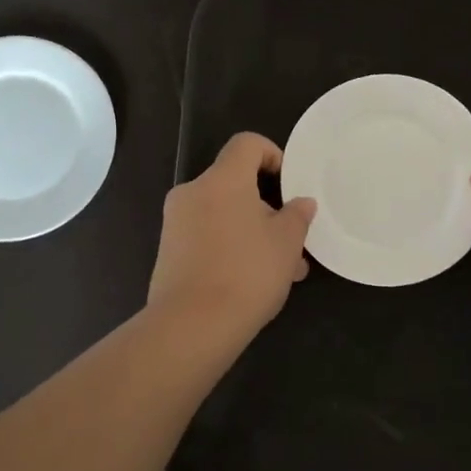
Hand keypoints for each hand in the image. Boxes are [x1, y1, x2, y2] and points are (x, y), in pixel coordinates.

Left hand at [148, 132, 316, 339]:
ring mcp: (176, 223)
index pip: (246, 144)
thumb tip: (301, 203)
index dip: (272, 154)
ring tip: (284, 270)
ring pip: (224, 215)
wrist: (191, 326)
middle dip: (268, 208)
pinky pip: (208, 236)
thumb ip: (297, 216)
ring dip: (254, 233)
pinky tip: (254, 282)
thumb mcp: (287, 244)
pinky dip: (231, 247)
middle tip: (293, 240)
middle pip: (235, 184)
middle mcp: (193, 192)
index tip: (290, 184)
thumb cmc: (247, 273)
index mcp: (222, 180)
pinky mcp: (169, 252)